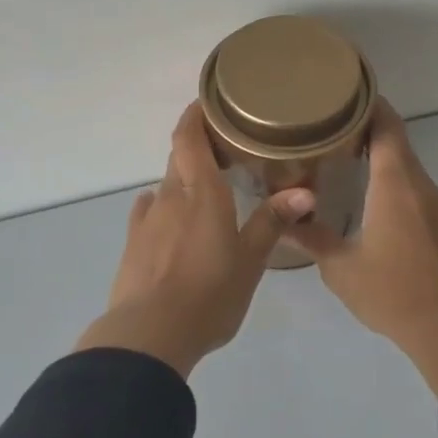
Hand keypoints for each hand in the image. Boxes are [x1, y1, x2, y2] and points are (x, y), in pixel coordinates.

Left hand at [75, 102, 314, 378]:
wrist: (149, 334)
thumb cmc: (209, 294)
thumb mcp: (250, 261)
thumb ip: (272, 222)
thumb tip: (304, 192)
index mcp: (201, 193)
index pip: (189, 137)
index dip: (195, 115)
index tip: (208, 103)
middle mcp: (170, 196)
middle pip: (179, 158)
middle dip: (197, 147)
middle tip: (225, 150)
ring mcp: (146, 220)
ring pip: (165, 186)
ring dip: (183, 181)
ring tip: (206, 192)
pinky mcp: (133, 244)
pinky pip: (149, 212)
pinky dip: (163, 207)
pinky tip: (173, 221)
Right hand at [287, 100, 437, 394]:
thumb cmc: (392, 293)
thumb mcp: (341, 269)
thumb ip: (312, 238)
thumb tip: (284, 219)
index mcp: (396, 187)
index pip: (387, 129)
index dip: (371, 106)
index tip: (348, 96)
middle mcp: (423, 187)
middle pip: (399, 146)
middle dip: (370, 135)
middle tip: (336, 135)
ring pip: (412, 173)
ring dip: (386, 166)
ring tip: (354, 171)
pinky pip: (423, 196)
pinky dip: (401, 191)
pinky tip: (383, 213)